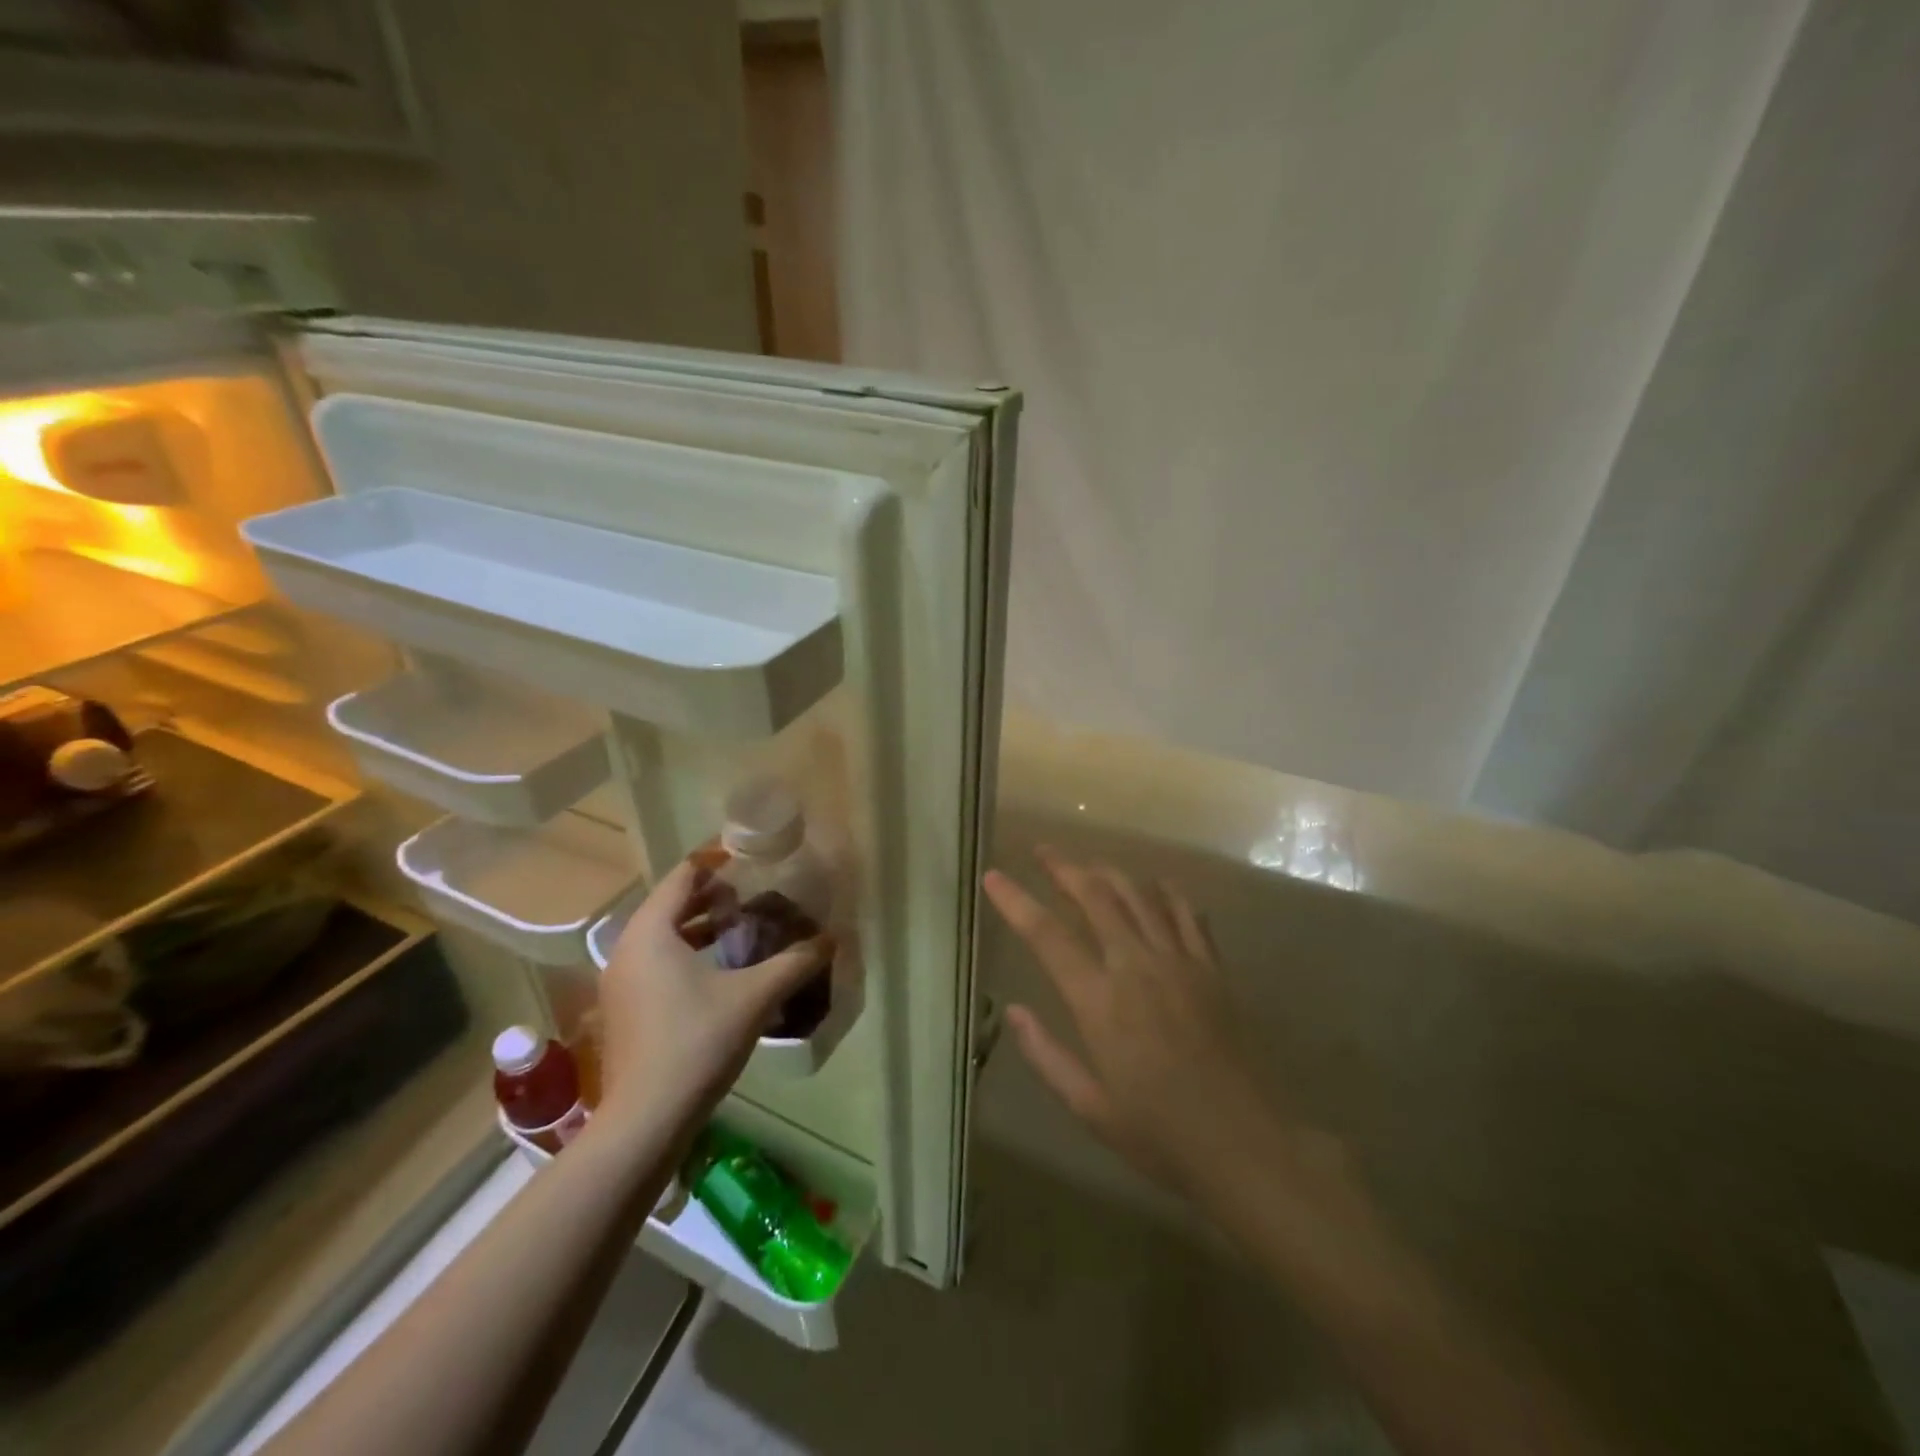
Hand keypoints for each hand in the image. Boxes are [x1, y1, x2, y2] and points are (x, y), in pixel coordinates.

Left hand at [598, 859, 829, 1131]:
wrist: (645, 1121)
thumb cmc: (697, 1042)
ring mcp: (620, 982)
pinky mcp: (624, 1010)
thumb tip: (830, 939)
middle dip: (711, 896)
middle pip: (670, 904)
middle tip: (753, 893)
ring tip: (741, 926)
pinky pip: (656, 962)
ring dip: (700, 926)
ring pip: (662, 936)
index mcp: (651, 932)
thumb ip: (795, 962)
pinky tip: (720, 970)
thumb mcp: (754, 997)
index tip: (749, 859)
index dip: (716, 863)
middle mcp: (627, 949)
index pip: (683, 876)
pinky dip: (686, 953)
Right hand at [984, 849, 1302, 1198]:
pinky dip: (1165, 892)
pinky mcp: (1212, 968)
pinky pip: (1186, 913)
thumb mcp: (1089, 1107)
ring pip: (1138, 895)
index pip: (1047, 935)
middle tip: (1042, 851)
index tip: (993, 876)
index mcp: (1099, 1001)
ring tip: (1088, 864)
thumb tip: (1013, 1011)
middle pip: (1095, 896)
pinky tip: (1154, 886)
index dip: (1016, 901)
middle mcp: (1136, 966)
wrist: (1246, 1144)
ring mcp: (1179, 961)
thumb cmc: (1160, 1134)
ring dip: (1108, 871)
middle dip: (1063, 868)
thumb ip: (1046, 1055)